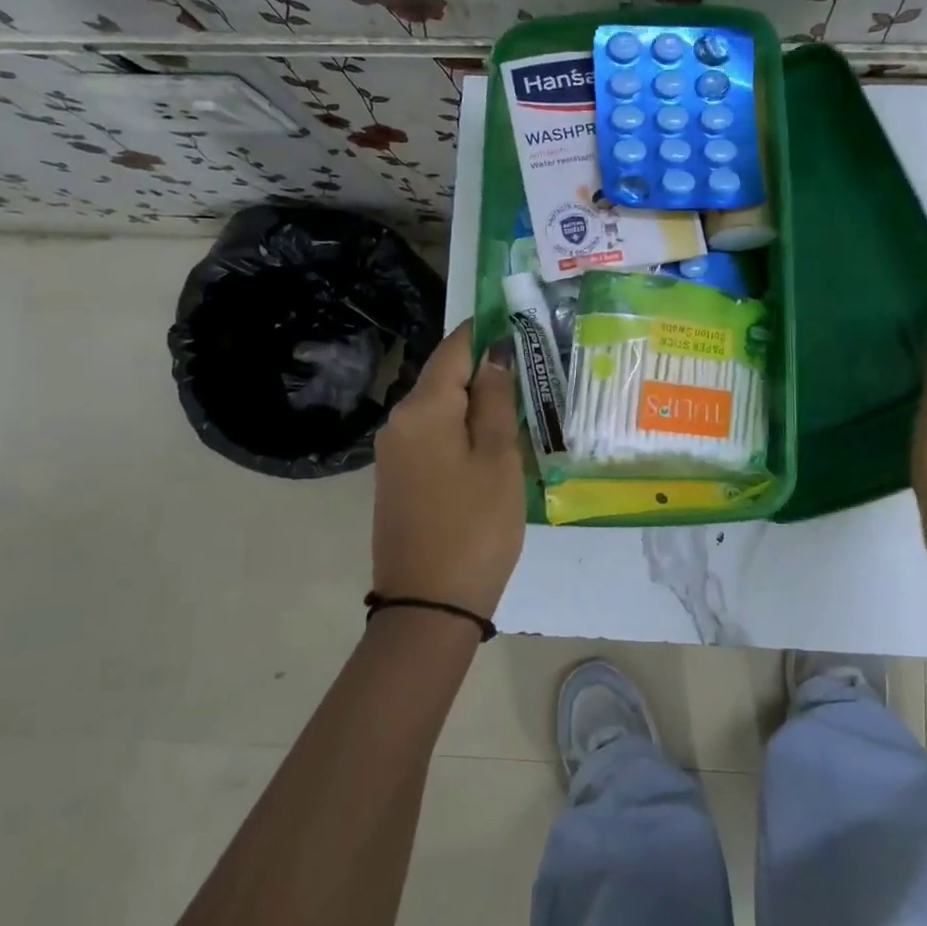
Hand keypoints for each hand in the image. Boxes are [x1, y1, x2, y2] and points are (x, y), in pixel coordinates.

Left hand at [371, 322, 524, 619]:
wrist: (429, 606)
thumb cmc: (475, 526)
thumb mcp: (499, 459)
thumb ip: (497, 400)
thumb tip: (494, 354)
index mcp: (422, 409)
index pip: (454, 348)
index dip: (484, 330)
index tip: (517, 319)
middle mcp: (399, 422)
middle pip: (444, 377)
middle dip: (484, 368)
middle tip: (532, 367)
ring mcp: (394, 452)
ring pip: (440, 408)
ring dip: (476, 401)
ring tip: (522, 403)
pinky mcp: (398, 478)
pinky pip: (433, 435)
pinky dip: (462, 428)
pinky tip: (493, 440)